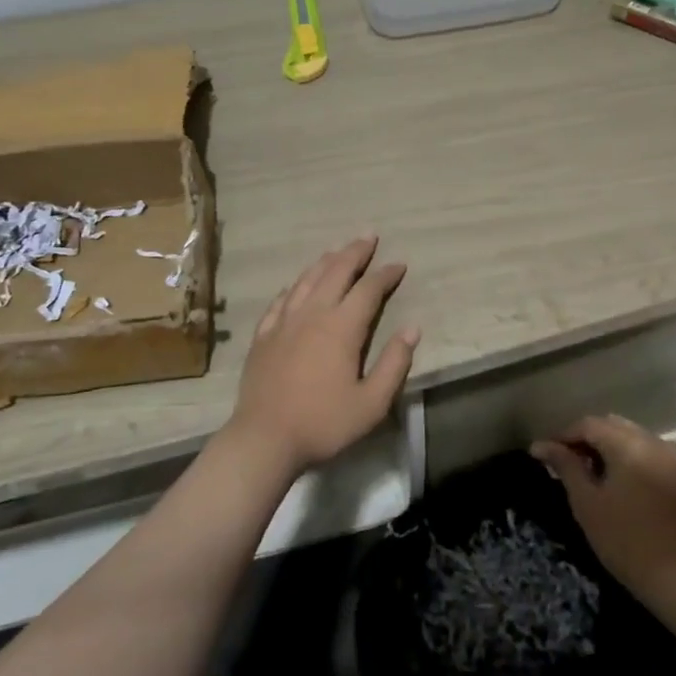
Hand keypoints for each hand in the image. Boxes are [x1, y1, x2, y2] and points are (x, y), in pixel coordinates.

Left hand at [223, 236, 418, 477]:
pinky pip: (280, 301)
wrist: (264, 439)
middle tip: (368, 236)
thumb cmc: (324, 423)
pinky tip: (295, 285)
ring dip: (325, 262)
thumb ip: (394, 363)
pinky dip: (293, 287)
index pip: (368, 290)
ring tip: (337, 250)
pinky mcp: (263, 337)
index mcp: (341, 328)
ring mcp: (283, 323)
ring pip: (306, 281)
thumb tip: (412, 329)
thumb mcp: (372, 403)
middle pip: (335, 273)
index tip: (399, 265)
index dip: (385, 274)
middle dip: (354, 252)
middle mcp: (312, 315)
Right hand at [531, 414, 675, 596]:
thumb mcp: (586, 502)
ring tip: (587, 471)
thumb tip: (540, 445)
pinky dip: (625, 456)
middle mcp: (651, 441)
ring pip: (629, 436)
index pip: (589, 424)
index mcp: (628, 444)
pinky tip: (613, 479)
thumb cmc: (624, 538)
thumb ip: (565, 466)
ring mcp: (669, 456)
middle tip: (565, 461)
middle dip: (586, 438)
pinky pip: (645, 450)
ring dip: (606, 446)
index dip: (564, 435)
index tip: (545, 454)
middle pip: (611, 425)